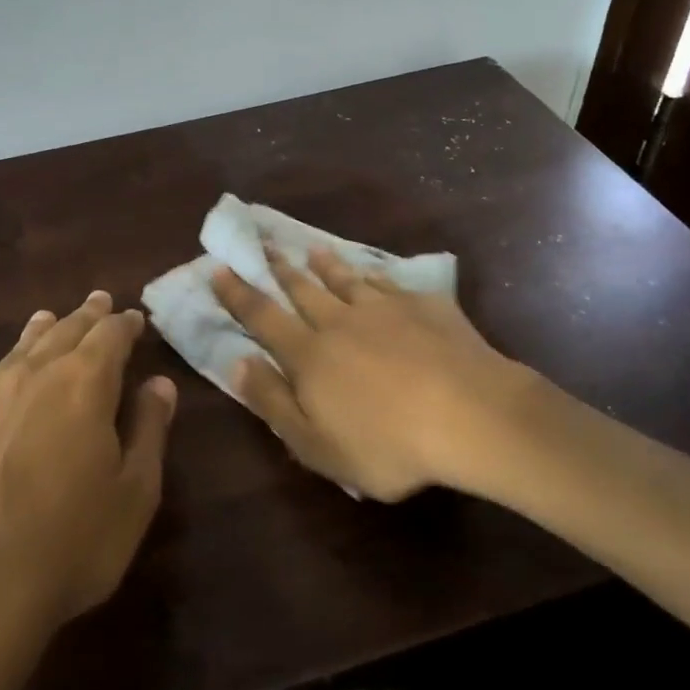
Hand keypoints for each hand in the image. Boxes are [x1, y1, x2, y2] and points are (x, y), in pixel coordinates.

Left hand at [0, 291, 176, 658]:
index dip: (124, 325)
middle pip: (63, 334)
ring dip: (36, 333)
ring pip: (14, 352)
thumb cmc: (70, 547)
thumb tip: (158, 383)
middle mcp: (30, 378)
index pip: (110, 337)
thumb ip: (149, 430)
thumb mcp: (134, 495)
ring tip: (47, 318)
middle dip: (84, 317)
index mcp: (83, 385)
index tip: (133, 318)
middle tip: (97, 301)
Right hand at [210, 248, 540, 499]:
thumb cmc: (388, 443)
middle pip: (302, 290)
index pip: (262, 318)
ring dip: (325, 265)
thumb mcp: (316, 444)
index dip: (238, 295)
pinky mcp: (424, 307)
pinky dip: (375, 276)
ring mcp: (384, 309)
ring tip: (313, 249)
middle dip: (278, 269)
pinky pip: (391, 284)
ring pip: (345, 280)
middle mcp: (340, 322)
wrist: (470, 415)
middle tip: (263, 245)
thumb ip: (273, 402)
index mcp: (309, 355)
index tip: (219, 268)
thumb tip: (238, 363)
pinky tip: (374, 273)